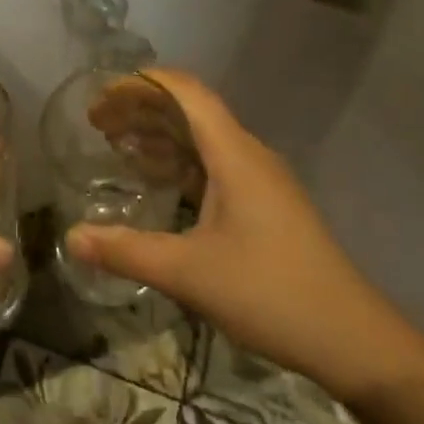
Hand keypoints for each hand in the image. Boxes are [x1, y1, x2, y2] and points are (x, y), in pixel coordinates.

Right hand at [67, 69, 423, 403]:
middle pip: (189, 110)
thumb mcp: (190, 273)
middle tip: (96, 124)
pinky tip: (156, 182)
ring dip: (159, 135)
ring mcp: (259, 180)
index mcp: (233, 153)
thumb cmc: (271, 293)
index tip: (101, 96)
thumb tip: (70, 237)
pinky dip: (178, 163)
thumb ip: (127, 251)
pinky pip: (212, 165)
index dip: (141, 83)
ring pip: (201, 138)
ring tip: (116, 146)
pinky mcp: (263, 205)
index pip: (185, 91)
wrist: (353, 340)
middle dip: (141, 108)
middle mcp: (247, 154)